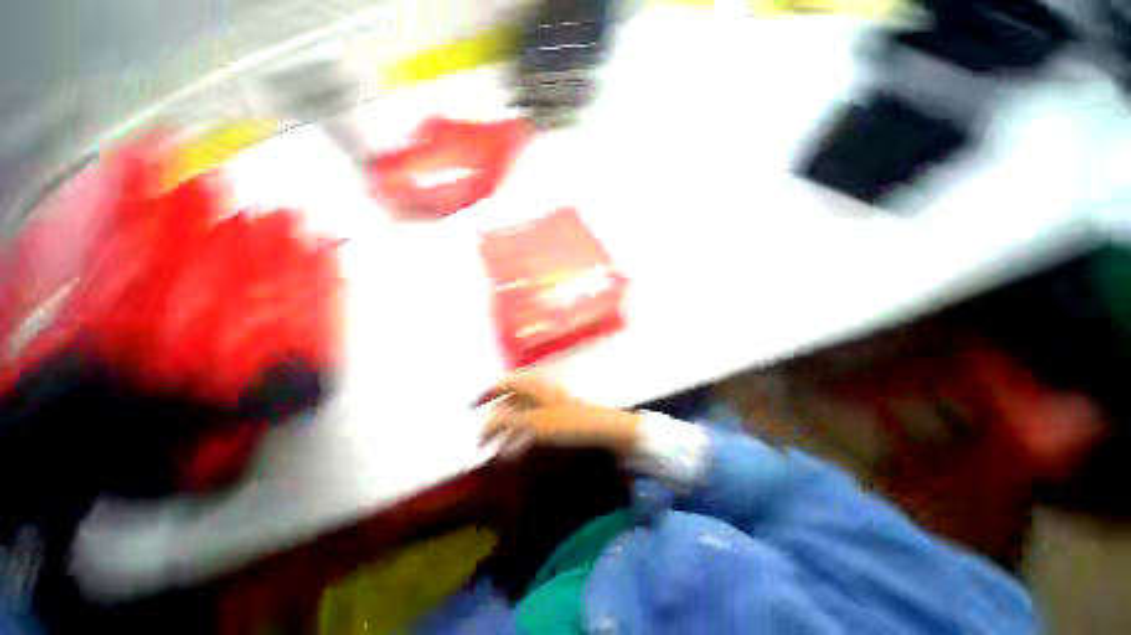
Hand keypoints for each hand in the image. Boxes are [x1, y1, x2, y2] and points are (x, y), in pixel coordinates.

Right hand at [475, 374, 641, 454]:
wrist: (607, 432)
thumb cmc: (571, 423)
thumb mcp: (536, 423)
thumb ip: (508, 420)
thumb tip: (483, 420)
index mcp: (536, 387)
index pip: (506, 382)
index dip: (488, 392)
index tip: (471, 408)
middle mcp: (541, 393)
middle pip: (512, 402)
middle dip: (494, 421)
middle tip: (480, 443)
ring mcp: (551, 407)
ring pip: (522, 416)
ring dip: (506, 432)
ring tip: (493, 453)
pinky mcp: (559, 421)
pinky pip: (533, 426)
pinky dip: (521, 437)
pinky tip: (515, 453)